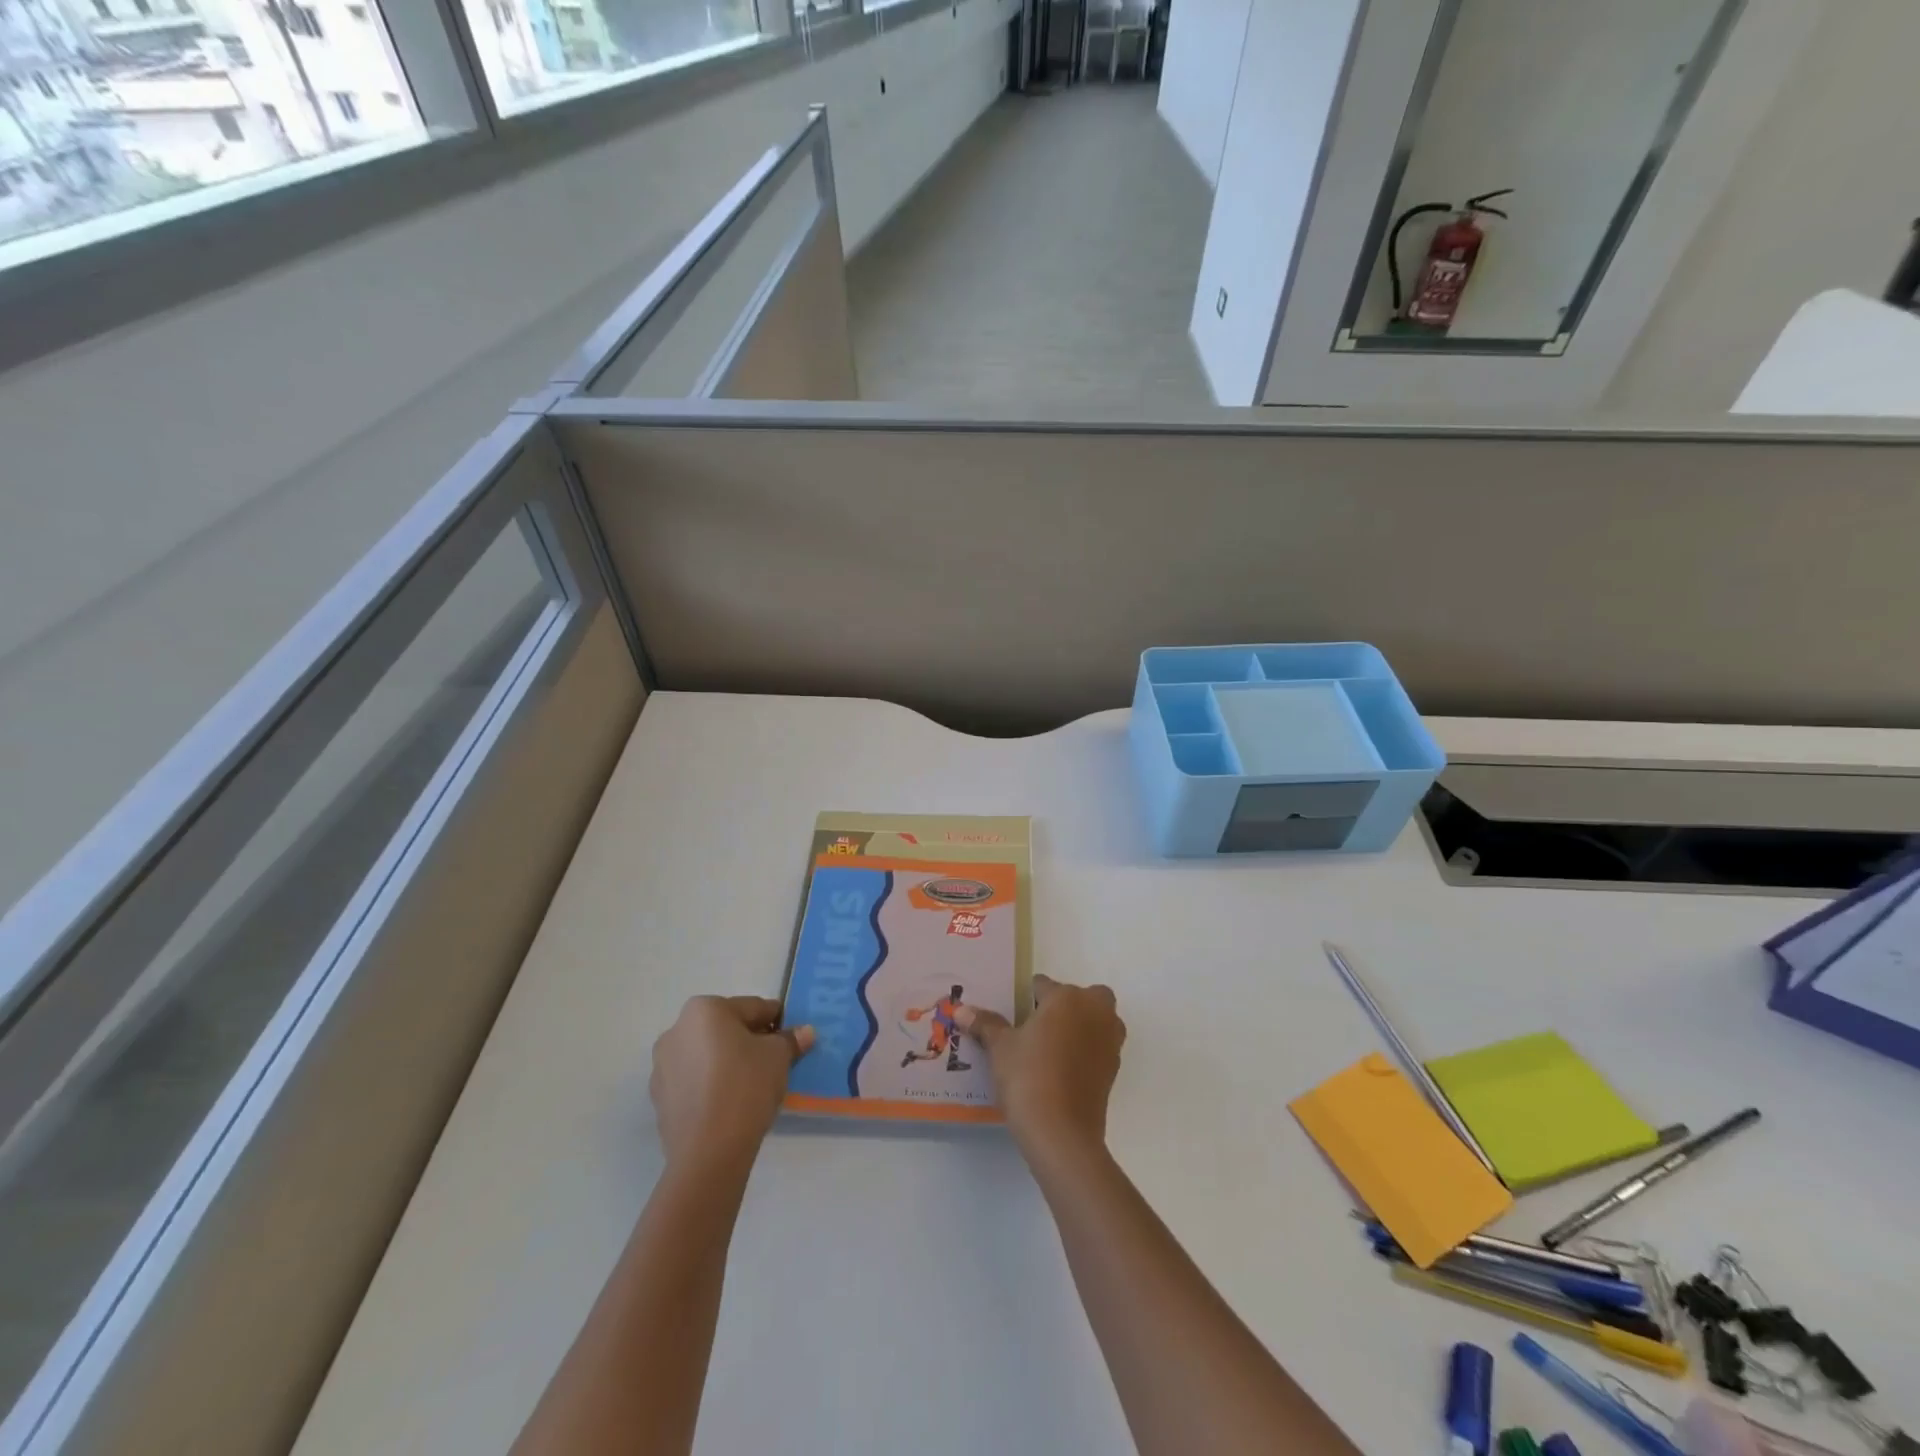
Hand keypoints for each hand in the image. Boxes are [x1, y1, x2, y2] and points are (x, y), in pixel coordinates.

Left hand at [650, 995, 814, 1172]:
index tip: (791, 1036)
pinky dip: (712, 1084)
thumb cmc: (745, 1086)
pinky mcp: (660, 1099)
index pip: (752, 1008)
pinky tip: (730, 1102)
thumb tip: (805, 1032)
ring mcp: (662, 1066)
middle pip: (725, 1029)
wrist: (708, 1151)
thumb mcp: (779, 1057)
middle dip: (750, 1040)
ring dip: (728, 1062)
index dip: (776, 1021)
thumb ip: (791, 1039)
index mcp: (705, 1009)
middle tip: (775, 1059)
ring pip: (707, 1055)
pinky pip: (694, 1081)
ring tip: (753, 1084)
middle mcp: (677, 1030)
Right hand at [955, 974, 1124, 1161]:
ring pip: (1096, 1020)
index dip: (1025, 998)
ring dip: (1080, 1026)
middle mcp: (1095, 1011)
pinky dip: (1085, 1051)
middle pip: (1081, 997)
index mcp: (1066, 998)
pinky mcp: (1114, 1069)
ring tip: (1049, 1048)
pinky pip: (1098, 1047)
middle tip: (1037, 1026)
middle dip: (1064, 1006)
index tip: (1012, 1014)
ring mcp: (1109, 1041)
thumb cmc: (1029, 1077)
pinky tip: (1062, 1070)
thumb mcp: (1000, 1048)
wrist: (1062, 1133)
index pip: (1042, 985)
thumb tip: (961, 1010)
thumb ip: (985, 1024)